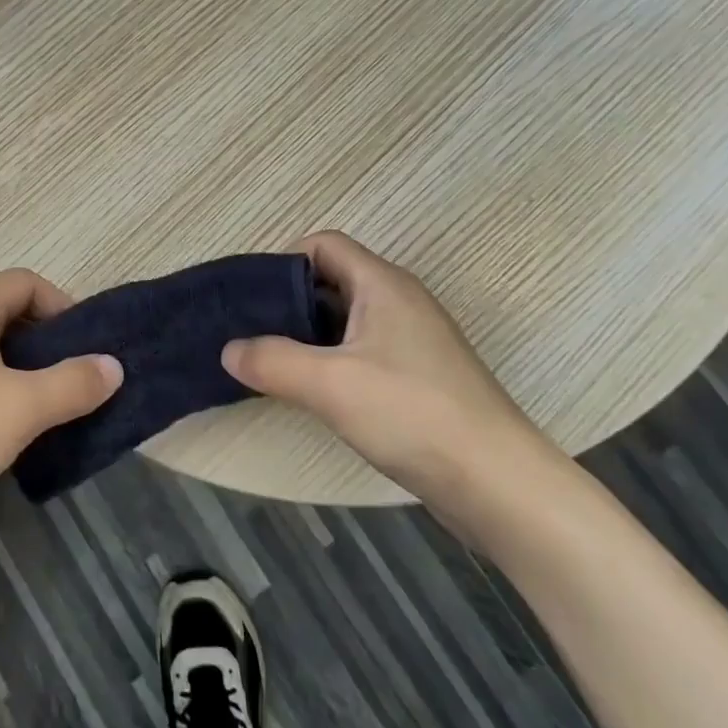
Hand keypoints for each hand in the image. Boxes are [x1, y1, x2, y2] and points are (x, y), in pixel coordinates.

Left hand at [0, 269, 121, 538]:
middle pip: (5, 315)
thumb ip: (73, 383)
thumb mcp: (21, 408)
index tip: (87, 347)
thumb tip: (113, 365)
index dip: (63, 306)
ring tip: (44, 413)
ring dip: (19, 375)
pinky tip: (0, 436)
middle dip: (45, 345)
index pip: (25, 282)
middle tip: (73, 382)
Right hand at [222, 232, 567, 536]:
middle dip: (290, 302)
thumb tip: (229, 350)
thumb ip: (272, 361)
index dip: (284, 262)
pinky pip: (364, 352)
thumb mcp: (329, 384)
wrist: (498, 483)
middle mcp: (400, 301)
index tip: (253, 300)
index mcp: (382, 284)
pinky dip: (333, 362)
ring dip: (309, 336)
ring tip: (272, 364)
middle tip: (252, 333)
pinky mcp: (419, 377)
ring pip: (347, 320)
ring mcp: (413, 340)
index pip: (324, 244)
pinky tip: (314, 393)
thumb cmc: (412, 413)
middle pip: (333, 280)